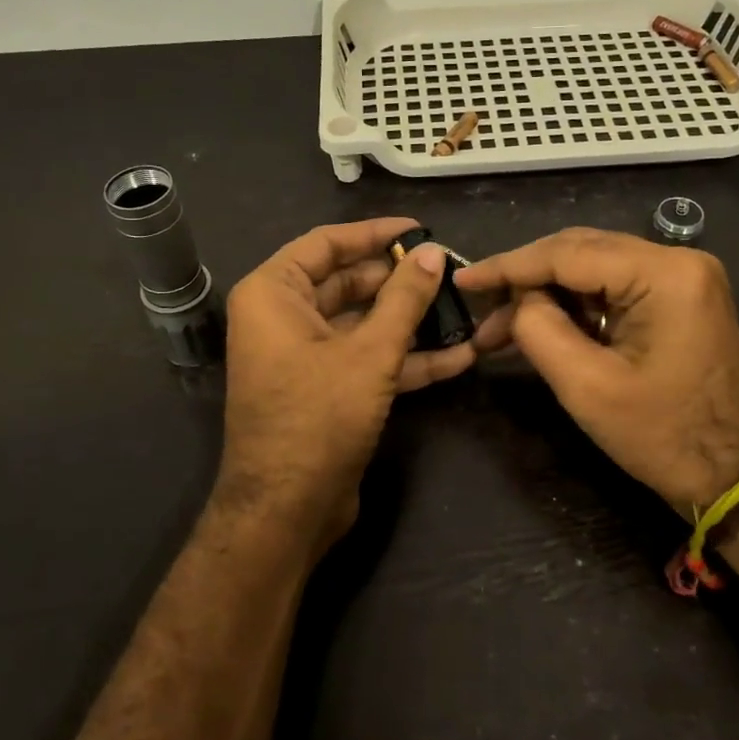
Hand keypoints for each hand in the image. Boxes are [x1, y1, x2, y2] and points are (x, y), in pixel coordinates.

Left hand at [220, 218, 475, 551]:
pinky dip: (405, 358)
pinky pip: (366, 360)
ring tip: (464, 309)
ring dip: (410, 322)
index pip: (327, 243)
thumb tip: (432, 253)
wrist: (287, 510)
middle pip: (348, 283)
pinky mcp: (326, 389)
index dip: (375, 233)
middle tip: (450, 271)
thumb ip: (404, 299)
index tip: (421, 229)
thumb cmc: (318, 417)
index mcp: (274, 294)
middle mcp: (283, 318)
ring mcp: (305, 356)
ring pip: (362, 324)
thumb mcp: (370, 353)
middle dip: (400, 281)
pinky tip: (458, 355)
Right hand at [455, 228, 738, 520]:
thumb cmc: (665, 437)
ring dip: (547, 295)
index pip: (567, 253)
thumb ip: (539, 329)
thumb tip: (517, 301)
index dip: (508, 265)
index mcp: (663, 273)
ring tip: (500, 329)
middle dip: (525, 280)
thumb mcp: (587, 386)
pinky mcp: (679, 299)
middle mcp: (677, 260)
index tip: (462, 278)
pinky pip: (614, 288)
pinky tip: (541, 327)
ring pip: (593, 268)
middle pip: (580, 251)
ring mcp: (682, 278)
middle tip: (480, 309)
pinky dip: (575, 306)